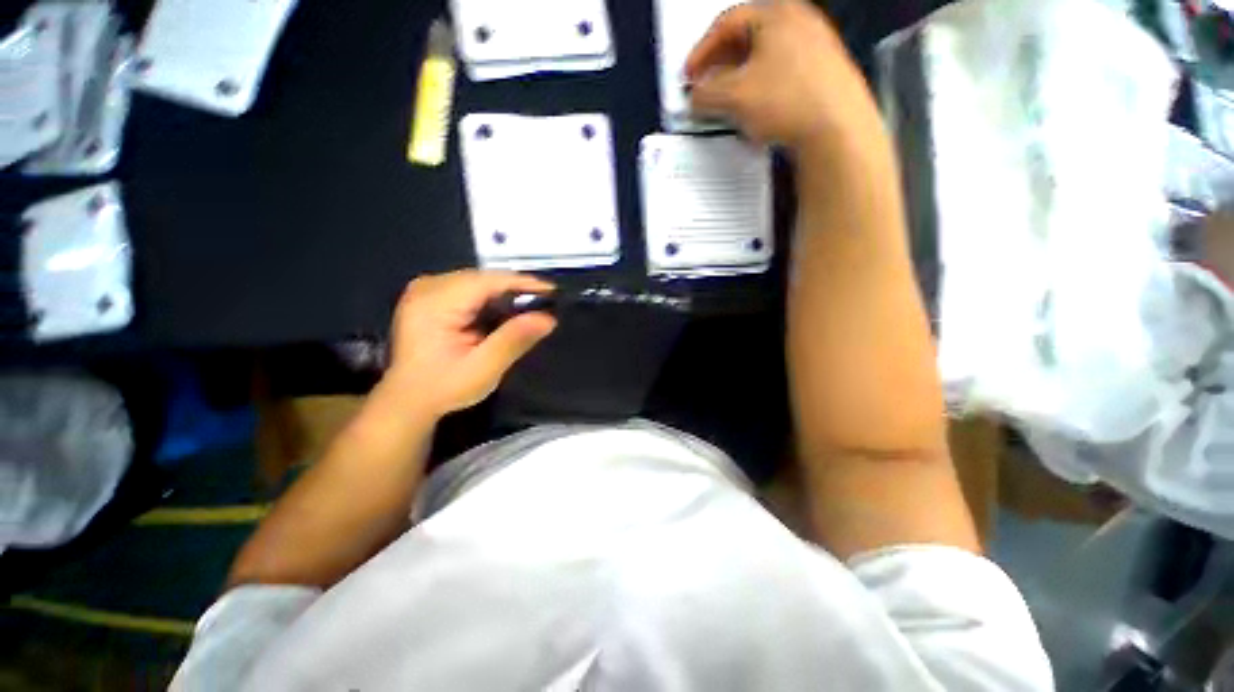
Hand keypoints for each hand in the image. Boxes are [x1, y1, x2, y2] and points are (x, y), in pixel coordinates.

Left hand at [385, 270, 556, 417]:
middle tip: (545, 302)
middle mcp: (428, 287)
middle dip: (516, 288)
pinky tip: (505, 311)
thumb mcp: (484, 368)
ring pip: (477, 281)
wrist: (408, 401)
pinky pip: (468, 288)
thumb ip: (514, 339)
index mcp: (435, 302)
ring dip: (505, 293)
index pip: (487, 281)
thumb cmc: (445, 387)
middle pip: (483, 278)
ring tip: (531, 306)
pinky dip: (491, 298)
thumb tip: (548, 318)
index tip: (553, 291)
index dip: (523, 282)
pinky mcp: (429, 297)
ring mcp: (425, 290)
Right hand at [685, 0, 876, 152]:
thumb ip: (705, 95)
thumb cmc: (785, 101)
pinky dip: (762, 89)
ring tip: (728, 104)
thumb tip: (695, 97)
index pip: (727, 24)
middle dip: (720, 67)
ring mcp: (816, 45)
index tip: (689, 77)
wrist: (837, 128)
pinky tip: (756, 111)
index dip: (701, 52)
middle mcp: (799, 21)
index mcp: (776, 13)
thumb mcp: (734, 98)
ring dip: (740, 81)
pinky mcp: (825, 72)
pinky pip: (783, 73)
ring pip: (765, 59)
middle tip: (706, 89)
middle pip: (747, 39)